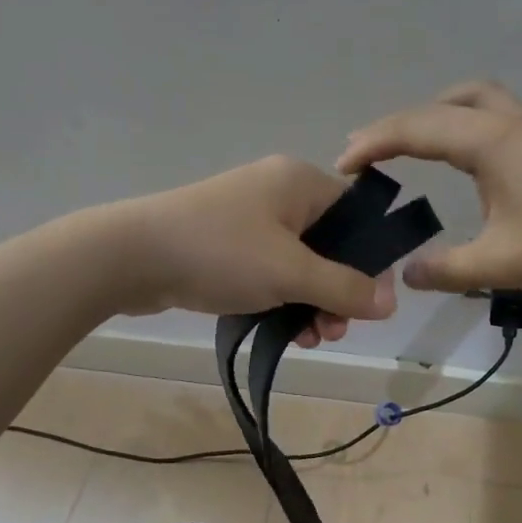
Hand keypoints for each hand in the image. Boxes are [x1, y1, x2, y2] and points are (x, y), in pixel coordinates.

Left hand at [111, 155, 397, 345]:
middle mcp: (278, 194)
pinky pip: (270, 273)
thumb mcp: (291, 272)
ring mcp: (249, 220)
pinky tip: (284, 333)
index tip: (370, 301)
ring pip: (300, 265)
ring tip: (309, 338)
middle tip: (333, 330)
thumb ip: (345, 287)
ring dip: (311, 303)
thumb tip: (391, 301)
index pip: (357, 214)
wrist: (130, 256)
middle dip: (337, 291)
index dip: (371, 258)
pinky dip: (281, 300)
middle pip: (331, 245)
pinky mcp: (227, 246)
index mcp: (300, 183)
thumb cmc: (220, 253)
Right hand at [339, 81, 521, 296]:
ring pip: (480, 101)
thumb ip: (448, 269)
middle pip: (448, 101)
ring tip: (421, 148)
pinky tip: (475, 165)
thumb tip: (408, 274)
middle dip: (406, 121)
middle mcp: (511, 124)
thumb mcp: (503, 263)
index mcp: (490, 141)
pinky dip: (470, 127)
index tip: (342, 165)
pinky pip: (500, 118)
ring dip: (442, 115)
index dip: (373, 142)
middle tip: (379, 151)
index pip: (417, 128)